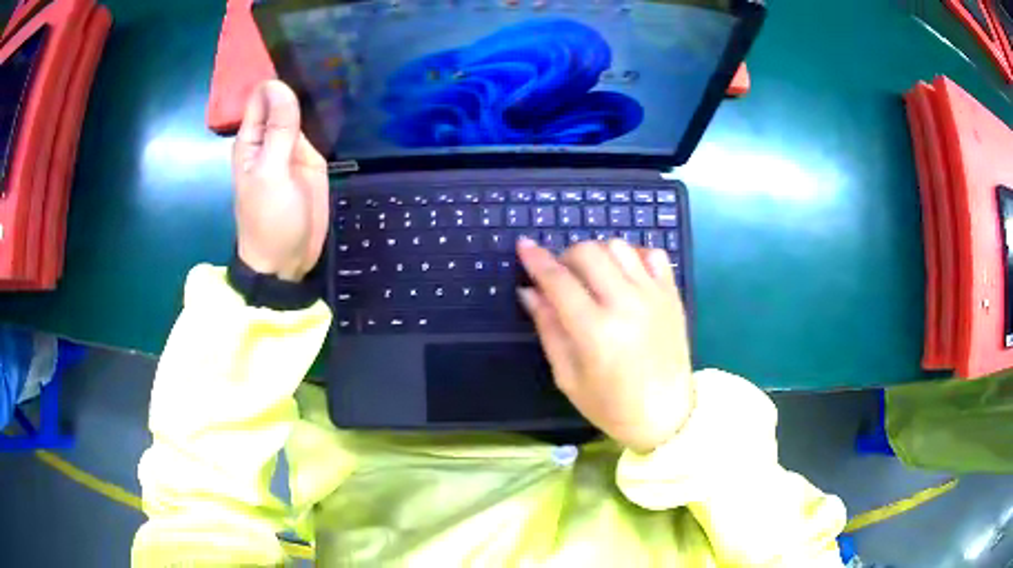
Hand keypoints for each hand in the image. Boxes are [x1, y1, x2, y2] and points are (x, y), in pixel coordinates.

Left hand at [232, 80, 328, 281]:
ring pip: (304, 110)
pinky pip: (319, 129)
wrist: (287, 259)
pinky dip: (328, 118)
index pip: (262, 95)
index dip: (280, 78)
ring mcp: (293, 146)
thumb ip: (278, 130)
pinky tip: (345, 101)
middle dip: (302, 83)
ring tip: (343, 75)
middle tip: (332, 63)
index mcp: (252, 137)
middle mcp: (271, 136)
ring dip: (318, 97)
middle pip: (285, 98)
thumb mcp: (271, 173)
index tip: (306, 65)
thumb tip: (280, 84)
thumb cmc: (269, 219)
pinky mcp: (312, 157)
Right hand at [517, 238, 693, 452]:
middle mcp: (626, 304)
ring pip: (619, 246)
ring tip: (594, 276)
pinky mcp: (673, 295)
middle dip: (566, 256)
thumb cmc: (611, 406)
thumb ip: (548, 328)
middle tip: (563, 277)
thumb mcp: (568, 376)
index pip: (558, 280)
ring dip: (598, 253)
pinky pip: (652, 254)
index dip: (536, 259)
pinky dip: (633, 256)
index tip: (523, 245)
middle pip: (588, 252)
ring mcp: (654, 296)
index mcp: (595, 331)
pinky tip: (626, 275)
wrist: (667, 416)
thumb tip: (529, 291)